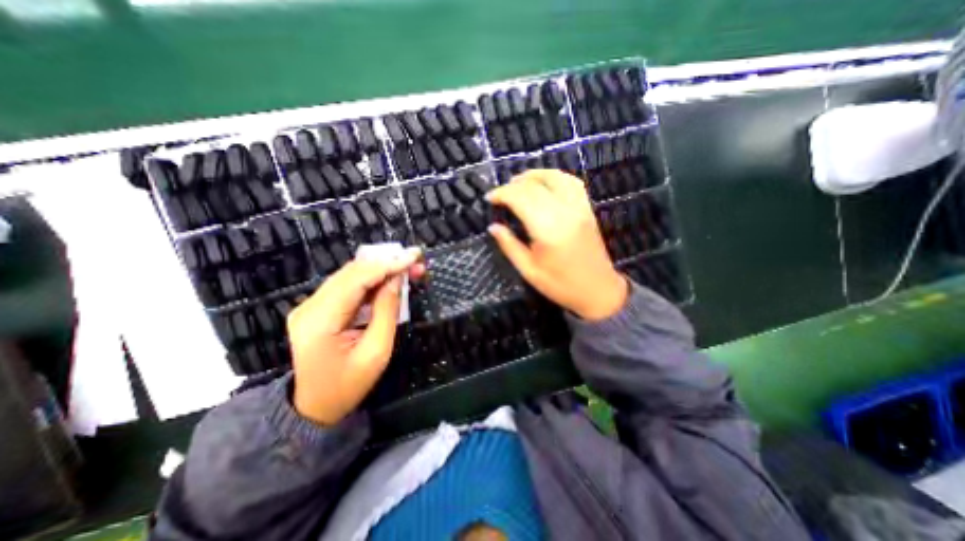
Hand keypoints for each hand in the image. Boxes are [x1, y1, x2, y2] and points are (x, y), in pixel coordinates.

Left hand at [286, 249, 422, 425]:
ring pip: (350, 276)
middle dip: (387, 263)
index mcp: (320, 321)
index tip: (414, 256)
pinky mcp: (316, 308)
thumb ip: (387, 311)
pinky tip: (389, 280)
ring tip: (407, 268)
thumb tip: (396, 279)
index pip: (357, 280)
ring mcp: (310, 306)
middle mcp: (309, 307)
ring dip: (380, 269)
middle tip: (415, 262)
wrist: (314, 408)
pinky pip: (347, 286)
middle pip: (352, 272)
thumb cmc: (348, 386)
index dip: (388, 265)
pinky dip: (370, 280)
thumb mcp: (377, 352)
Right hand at [492, 170, 626, 321]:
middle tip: (500, 193)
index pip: (521, 199)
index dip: (502, 194)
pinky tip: (544, 183)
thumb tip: (493, 227)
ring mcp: (579, 208)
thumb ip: (510, 246)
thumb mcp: (529, 270)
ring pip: (555, 177)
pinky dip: (555, 177)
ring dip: (534, 175)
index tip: (489, 198)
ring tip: (518, 181)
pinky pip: (572, 183)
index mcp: (548, 229)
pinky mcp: (587, 209)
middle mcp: (565, 212)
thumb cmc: (560, 285)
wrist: (598, 290)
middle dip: (513, 185)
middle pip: (535, 186)